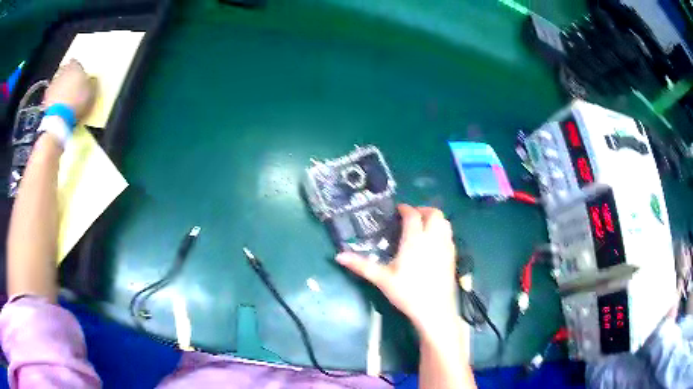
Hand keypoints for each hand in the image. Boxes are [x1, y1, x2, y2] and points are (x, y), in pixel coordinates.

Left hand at [43, 59, 94, 118]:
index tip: (78, 74)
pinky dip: (53, 97)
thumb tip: (91, 80)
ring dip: (59, 86)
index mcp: (74, 67)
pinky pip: (50, 94)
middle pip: (65, 71)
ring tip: (62, 96)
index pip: (75, 62)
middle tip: (69, 85)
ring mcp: (53, 84)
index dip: (76, 68)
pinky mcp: (46, 97)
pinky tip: (55, 103)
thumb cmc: (77, 102)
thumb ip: (90, 83)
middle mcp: (63, 71)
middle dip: (66, 76)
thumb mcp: (90, 93)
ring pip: (57, 81)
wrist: (59, 118)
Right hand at [336, 205, 458, 334]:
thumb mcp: (382, 279)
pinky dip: (442, 230)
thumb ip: (361, 265)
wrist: (435, 310)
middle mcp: (433, 238)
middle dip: (423, 210)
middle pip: (434, 213)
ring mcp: (446, 247)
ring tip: (423, 227)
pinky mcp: (453, 256)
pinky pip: (449, 234)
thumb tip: (338, 256)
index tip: (398, 210)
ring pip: (445, 222)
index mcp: (415, 240)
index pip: (413, 215)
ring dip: (434, 219)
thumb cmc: (407, 293)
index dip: (405, 209)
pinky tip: (433, 243)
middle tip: (411, 217)